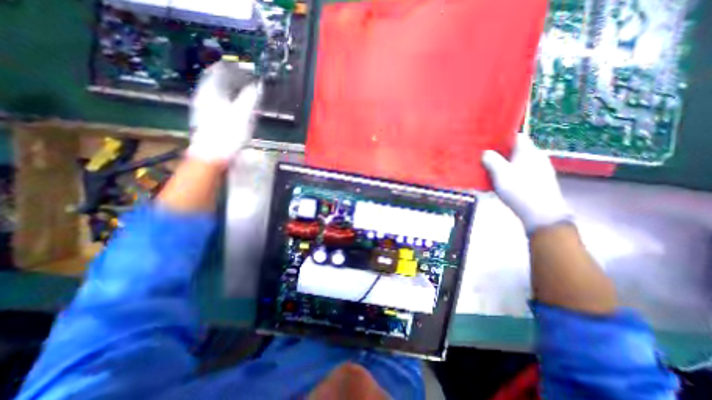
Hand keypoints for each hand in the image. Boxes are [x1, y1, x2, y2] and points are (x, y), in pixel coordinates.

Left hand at [188, 61, 262, 164]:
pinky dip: (228, 98)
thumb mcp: (243, 115)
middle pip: (217, 79)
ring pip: (217, 90)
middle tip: (248, 78)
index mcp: (211, 91)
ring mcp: (204, 107)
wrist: (212, 156)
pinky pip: (217, 101)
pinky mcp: (207, 118)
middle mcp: (204, 96)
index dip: (234, 67)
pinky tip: (235, 105)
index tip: (247, 68)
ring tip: (244, 89)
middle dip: (233, 77)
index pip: (219, 70)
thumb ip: (250, 99)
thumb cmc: (228, 135)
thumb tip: (258, 86)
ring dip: (230, 88)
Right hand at [478, 134, 571, 233]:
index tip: (488, 143)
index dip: (502, 138)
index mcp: (528, 151)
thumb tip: (485, 152)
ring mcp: (540, 169)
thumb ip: (491, 160)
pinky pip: (523, 171)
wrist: (542, 214)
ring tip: (491, 171)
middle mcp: (536, 157)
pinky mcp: (540, 181)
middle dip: (501, 153)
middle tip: (485, 159)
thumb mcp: (500, 174)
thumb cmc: (519, 190)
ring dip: (505, 164)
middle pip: (517, 149)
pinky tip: (504, 183)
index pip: (516, 136)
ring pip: (519, 161)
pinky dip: (512, 173)